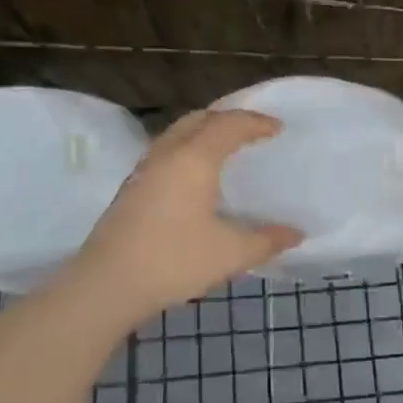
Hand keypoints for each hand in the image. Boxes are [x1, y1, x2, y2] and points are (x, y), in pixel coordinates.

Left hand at [55, 110, 302, 323]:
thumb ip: (266, 241)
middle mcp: (167, 154)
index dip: (255, 122)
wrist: (106, 284)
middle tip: (251, 130)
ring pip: (178, 132)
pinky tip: (194, 175)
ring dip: (204, 131)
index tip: (277, 128)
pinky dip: (187, 148)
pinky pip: (166, 150)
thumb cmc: (173, 261)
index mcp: (194, 158)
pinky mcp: (131, 187)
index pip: (229, 125)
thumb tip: (295, 234)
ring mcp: (144, 169)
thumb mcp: (229, 254)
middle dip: (228, 118)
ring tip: (224, 147)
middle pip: (199, 119)